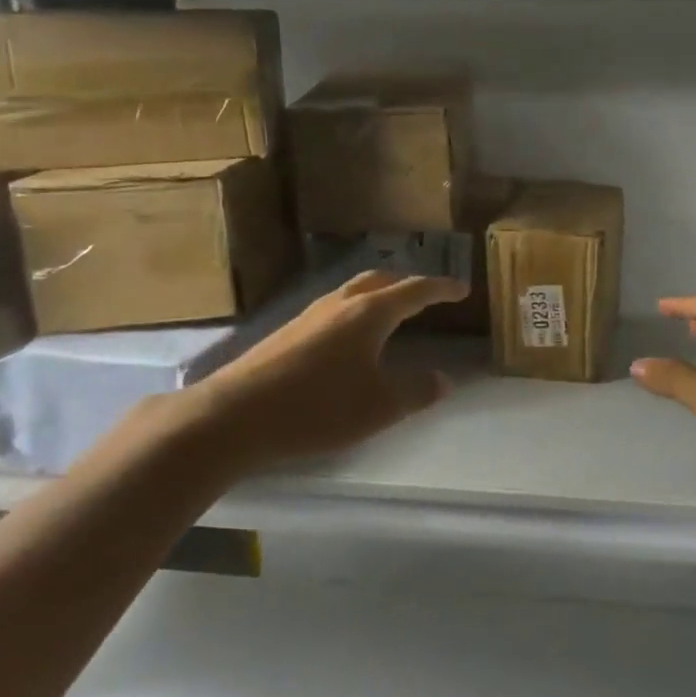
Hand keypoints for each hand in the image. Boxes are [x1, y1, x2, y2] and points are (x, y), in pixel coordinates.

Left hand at [161, 270, 467, 478]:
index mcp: (369, 313)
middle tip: (427, 295)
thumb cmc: (317, 407)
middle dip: (407, 284)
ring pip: (352, 292)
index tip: (462, 289)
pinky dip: (355, 311)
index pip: (415, 291)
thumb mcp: (380, 406)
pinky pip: (333, 309)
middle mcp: (339, 304)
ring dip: (378, 295)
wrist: (233, 416)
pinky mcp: (286, 333)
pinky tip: (349, 339)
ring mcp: (308, 316)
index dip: (442, 288)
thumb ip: (417, 391)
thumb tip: (444, 380)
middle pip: (380, 280)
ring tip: (391, 312)